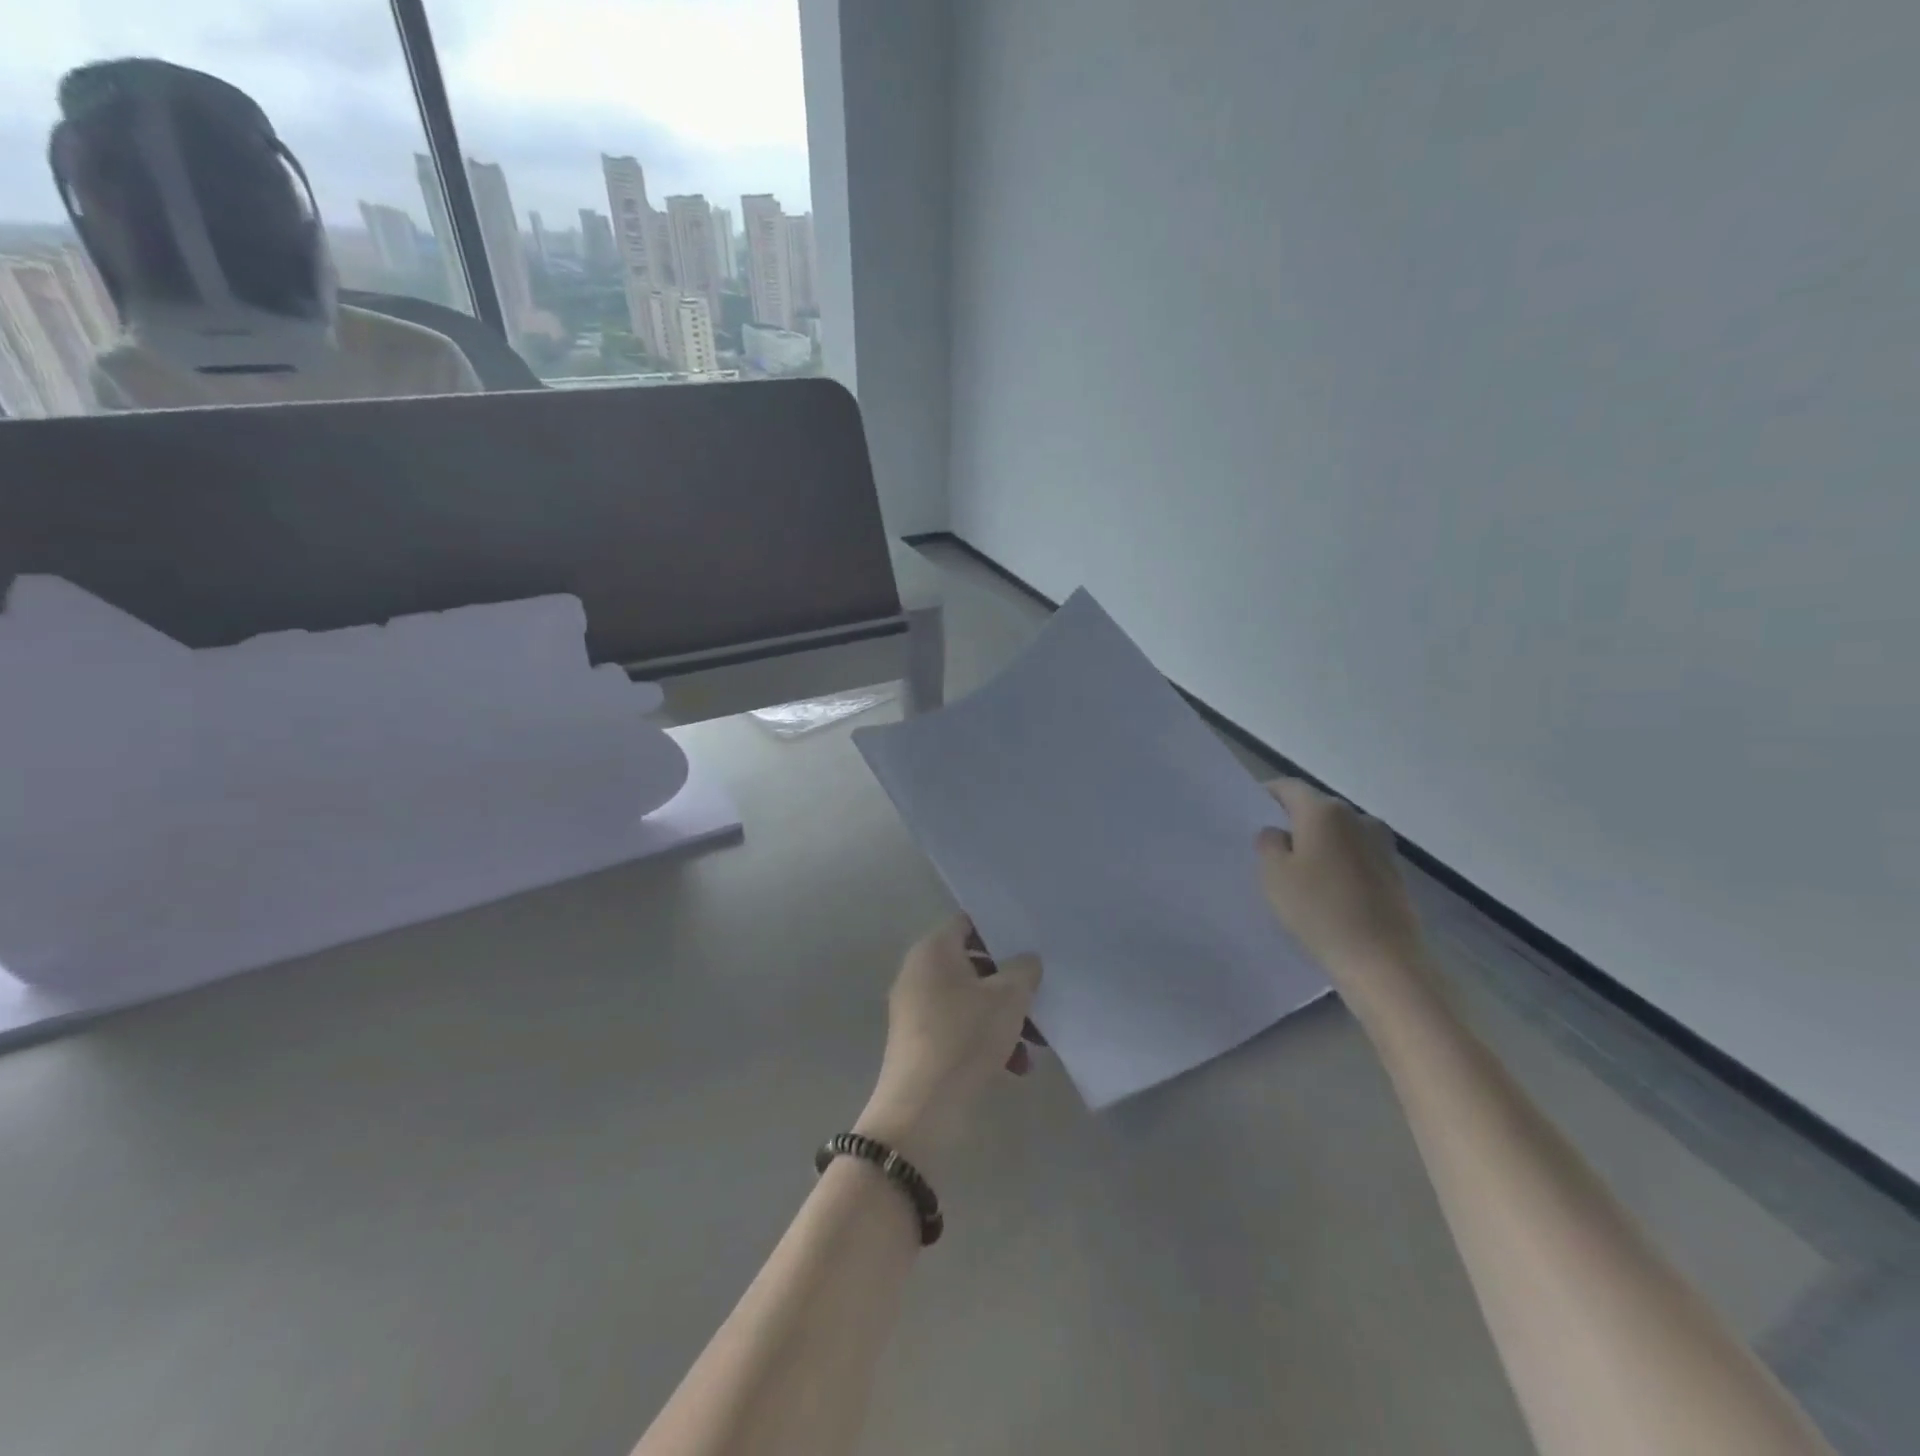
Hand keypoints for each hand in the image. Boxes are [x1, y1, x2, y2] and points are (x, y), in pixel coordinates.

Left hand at [856, 916, 1041, 1164]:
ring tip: (1036, 1045)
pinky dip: (986, 1039)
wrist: (922, 1109)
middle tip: (1039, 998)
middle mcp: (919, 972)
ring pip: (970, 1000)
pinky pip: (959, 1027)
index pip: (969, 923)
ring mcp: (915, 1009)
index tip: (1029, 945)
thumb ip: (1024, 970)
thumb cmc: (965, 1038)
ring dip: (1005, 1018)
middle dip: (1010, 984)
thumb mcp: (1008, 998)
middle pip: (973, 965)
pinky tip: (1016, 1066)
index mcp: (933, 950)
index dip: (1000, 931)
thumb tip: (1026, 961)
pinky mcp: (919, 1042)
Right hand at [1257, 778, 1432, 1009]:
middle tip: (1270, 846)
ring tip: (1299, 871)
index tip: (1251, 811)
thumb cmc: (1318, 910)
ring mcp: (1380, 844)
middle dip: (1293, 821)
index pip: (1289, 787)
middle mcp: (1357, 817)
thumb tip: (1278, 833)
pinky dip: (1338, 862)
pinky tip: (1326, 889)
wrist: (1382, 960)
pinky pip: (1355, 854)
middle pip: (1316, 808)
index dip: (1267, 795)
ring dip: (1318, 843)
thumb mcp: (1273, 875)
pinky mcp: (1393, 871)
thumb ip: (1268, 843)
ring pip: (1337, 832)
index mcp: (1324, 811)